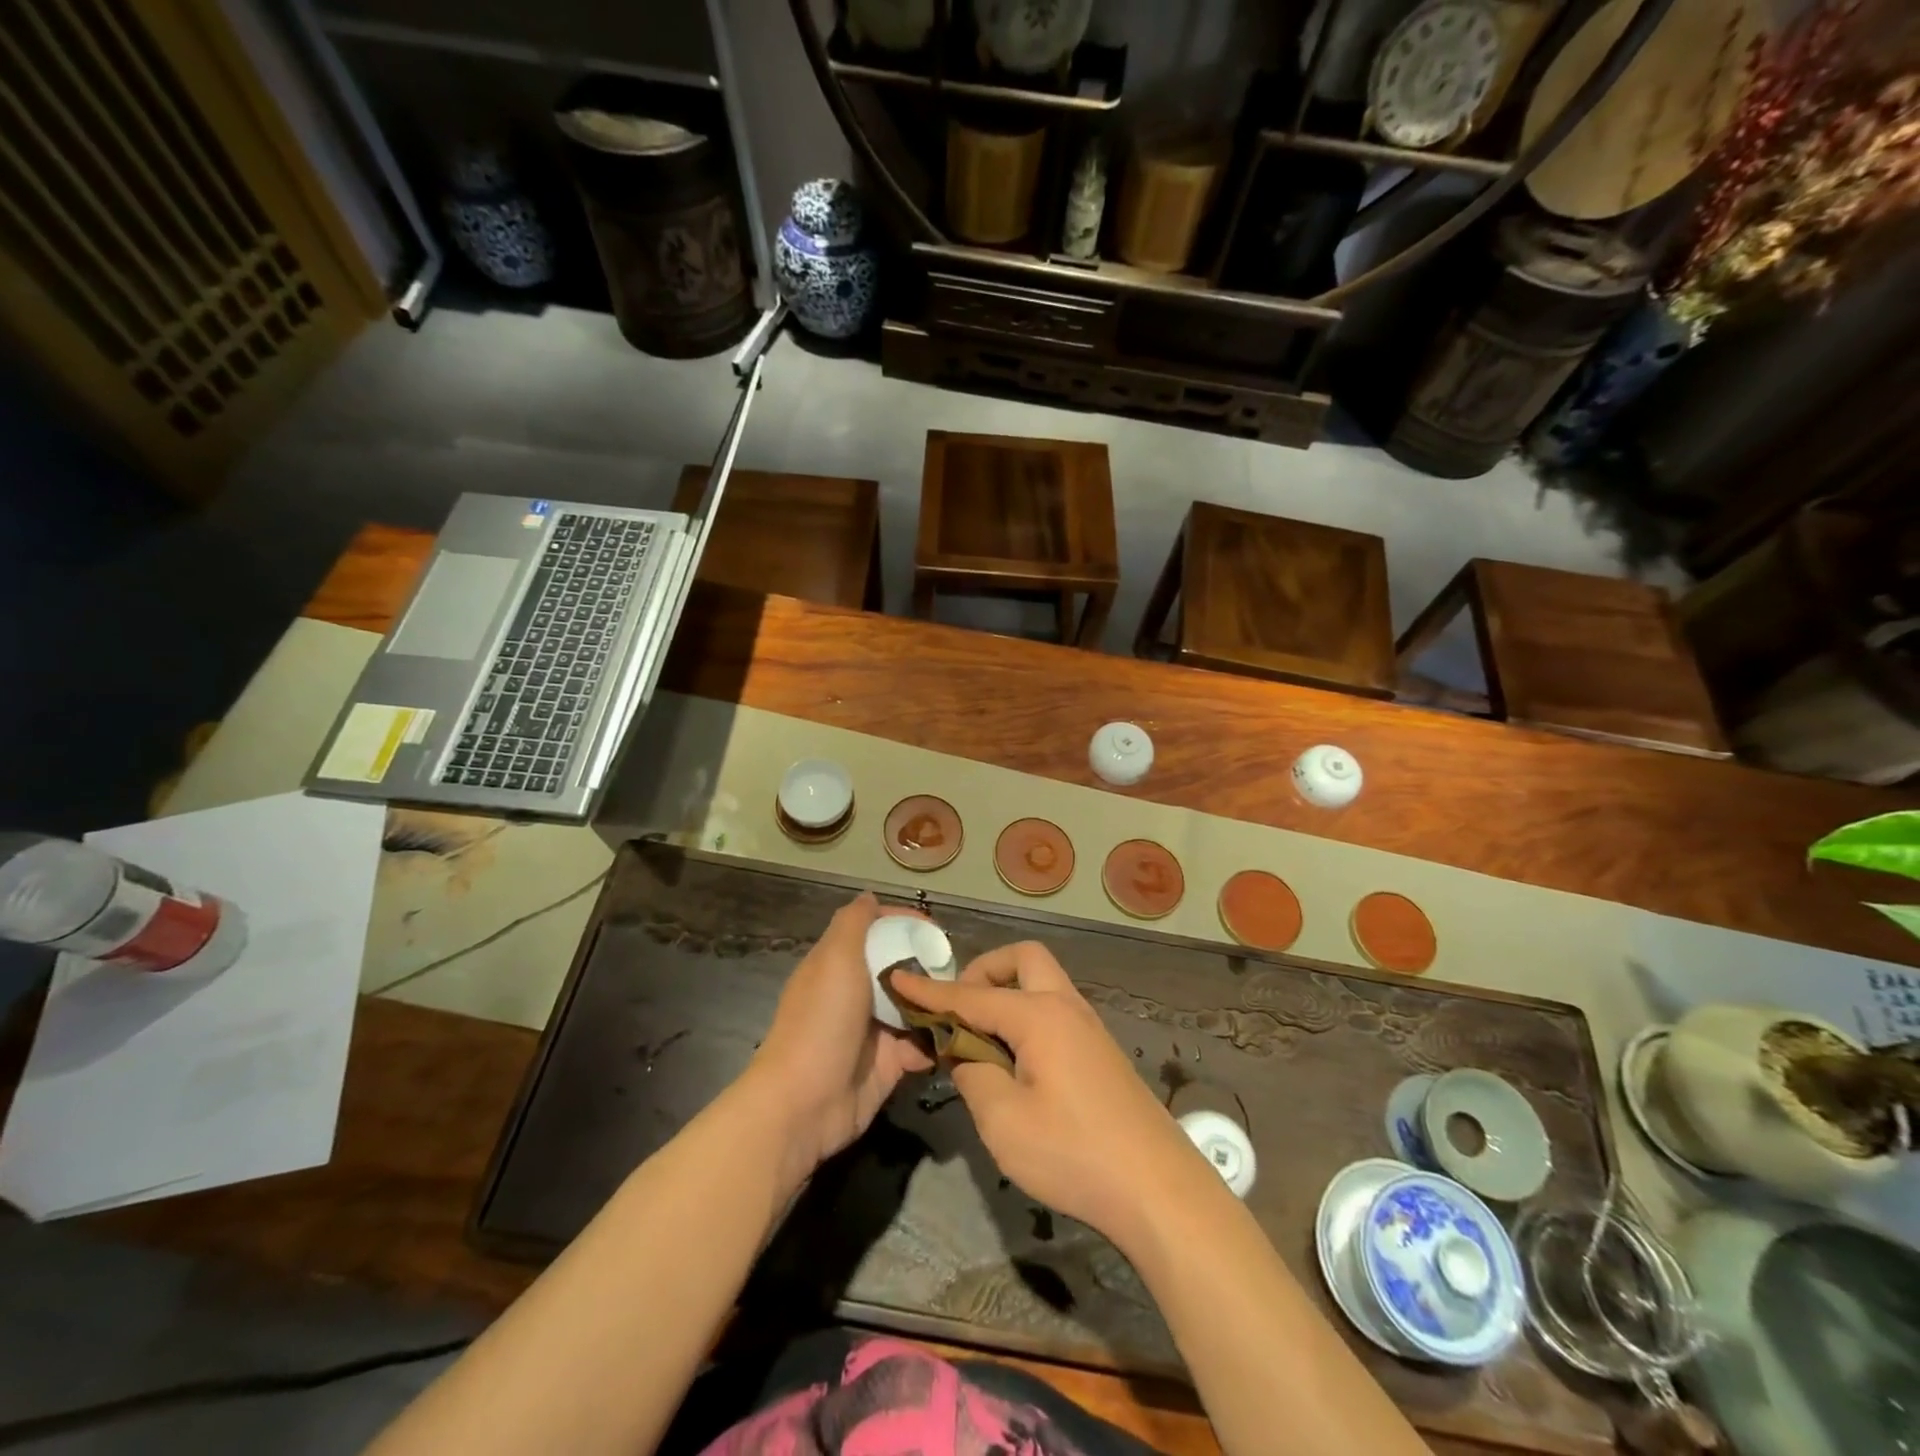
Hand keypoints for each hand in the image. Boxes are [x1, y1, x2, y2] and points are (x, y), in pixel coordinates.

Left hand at [745, 893, 933, 1179]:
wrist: (804, 1103)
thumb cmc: (821, 1021)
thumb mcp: (834, 958)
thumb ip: (853, 923)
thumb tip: (869, 896)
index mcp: (839, 964)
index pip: (876, 931)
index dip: (903, 924)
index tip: (934, 928)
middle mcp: (857, 993)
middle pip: (900, 968)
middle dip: (929, 965)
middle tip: (959, 967)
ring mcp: (874, 1029)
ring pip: (915, 1006)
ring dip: (938, 1003)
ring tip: (967, 1000)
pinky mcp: (889, 1063)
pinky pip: (921, 1044)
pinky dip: (937, 1041)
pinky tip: (956, 1034)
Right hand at [888, 941, 1217, 1250]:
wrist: (1159, 1189)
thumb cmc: (1074, 1153)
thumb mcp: (1004, 1122)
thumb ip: (973, 1075)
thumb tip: (964, 1053)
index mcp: (1038, 1015)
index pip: (972, 994)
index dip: (931, 991)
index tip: (898, 979)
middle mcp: (1066, 1007)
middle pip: (1023, 960)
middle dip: (984, 970)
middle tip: (960, 1008)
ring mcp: (1089, 1027)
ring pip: (1043, 983)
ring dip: (1008, 993)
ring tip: (981, 1037)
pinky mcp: (1101, 1052)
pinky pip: (1055, 1010)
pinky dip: (1027, 1015)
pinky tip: (1016, 1060)